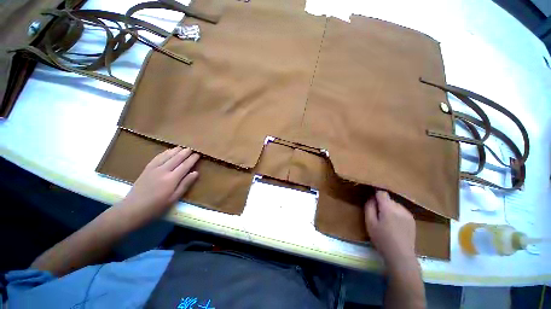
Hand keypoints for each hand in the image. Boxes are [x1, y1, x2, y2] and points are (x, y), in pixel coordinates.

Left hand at [115, 147, 199, 225]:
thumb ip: (184, 185)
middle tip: (192, 148)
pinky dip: (165, 152)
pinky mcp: (147, 167)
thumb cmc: (156, 208)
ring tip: (182, 147)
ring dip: (176, 150)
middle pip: (176, 158)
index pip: (185, 166)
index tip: (198, 154)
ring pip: (167, 155)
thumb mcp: (172, 200)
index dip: (192, 159)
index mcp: (172, 179)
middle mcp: (164, 170)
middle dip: (185, 152)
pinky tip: (168, 151)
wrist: (135, 207)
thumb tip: (195, 173)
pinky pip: (158, 156)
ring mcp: (154, 167)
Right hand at [364, 190, 415, 265]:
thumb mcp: (370, 226)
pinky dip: (398, 218)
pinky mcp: (412, 220)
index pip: (382, 193)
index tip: (372, 204)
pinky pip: (403, 214)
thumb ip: (369, 210)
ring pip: (397, 207)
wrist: (400, 254)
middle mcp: (399, 206)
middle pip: (389, 201)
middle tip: (379, 220)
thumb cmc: (383, 241)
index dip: (376, 196)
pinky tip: (396, 230)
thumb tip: (371, 198)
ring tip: (388, 226)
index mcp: (388, 207)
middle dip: (384, 206)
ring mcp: (407, 213)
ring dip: (392, 212)